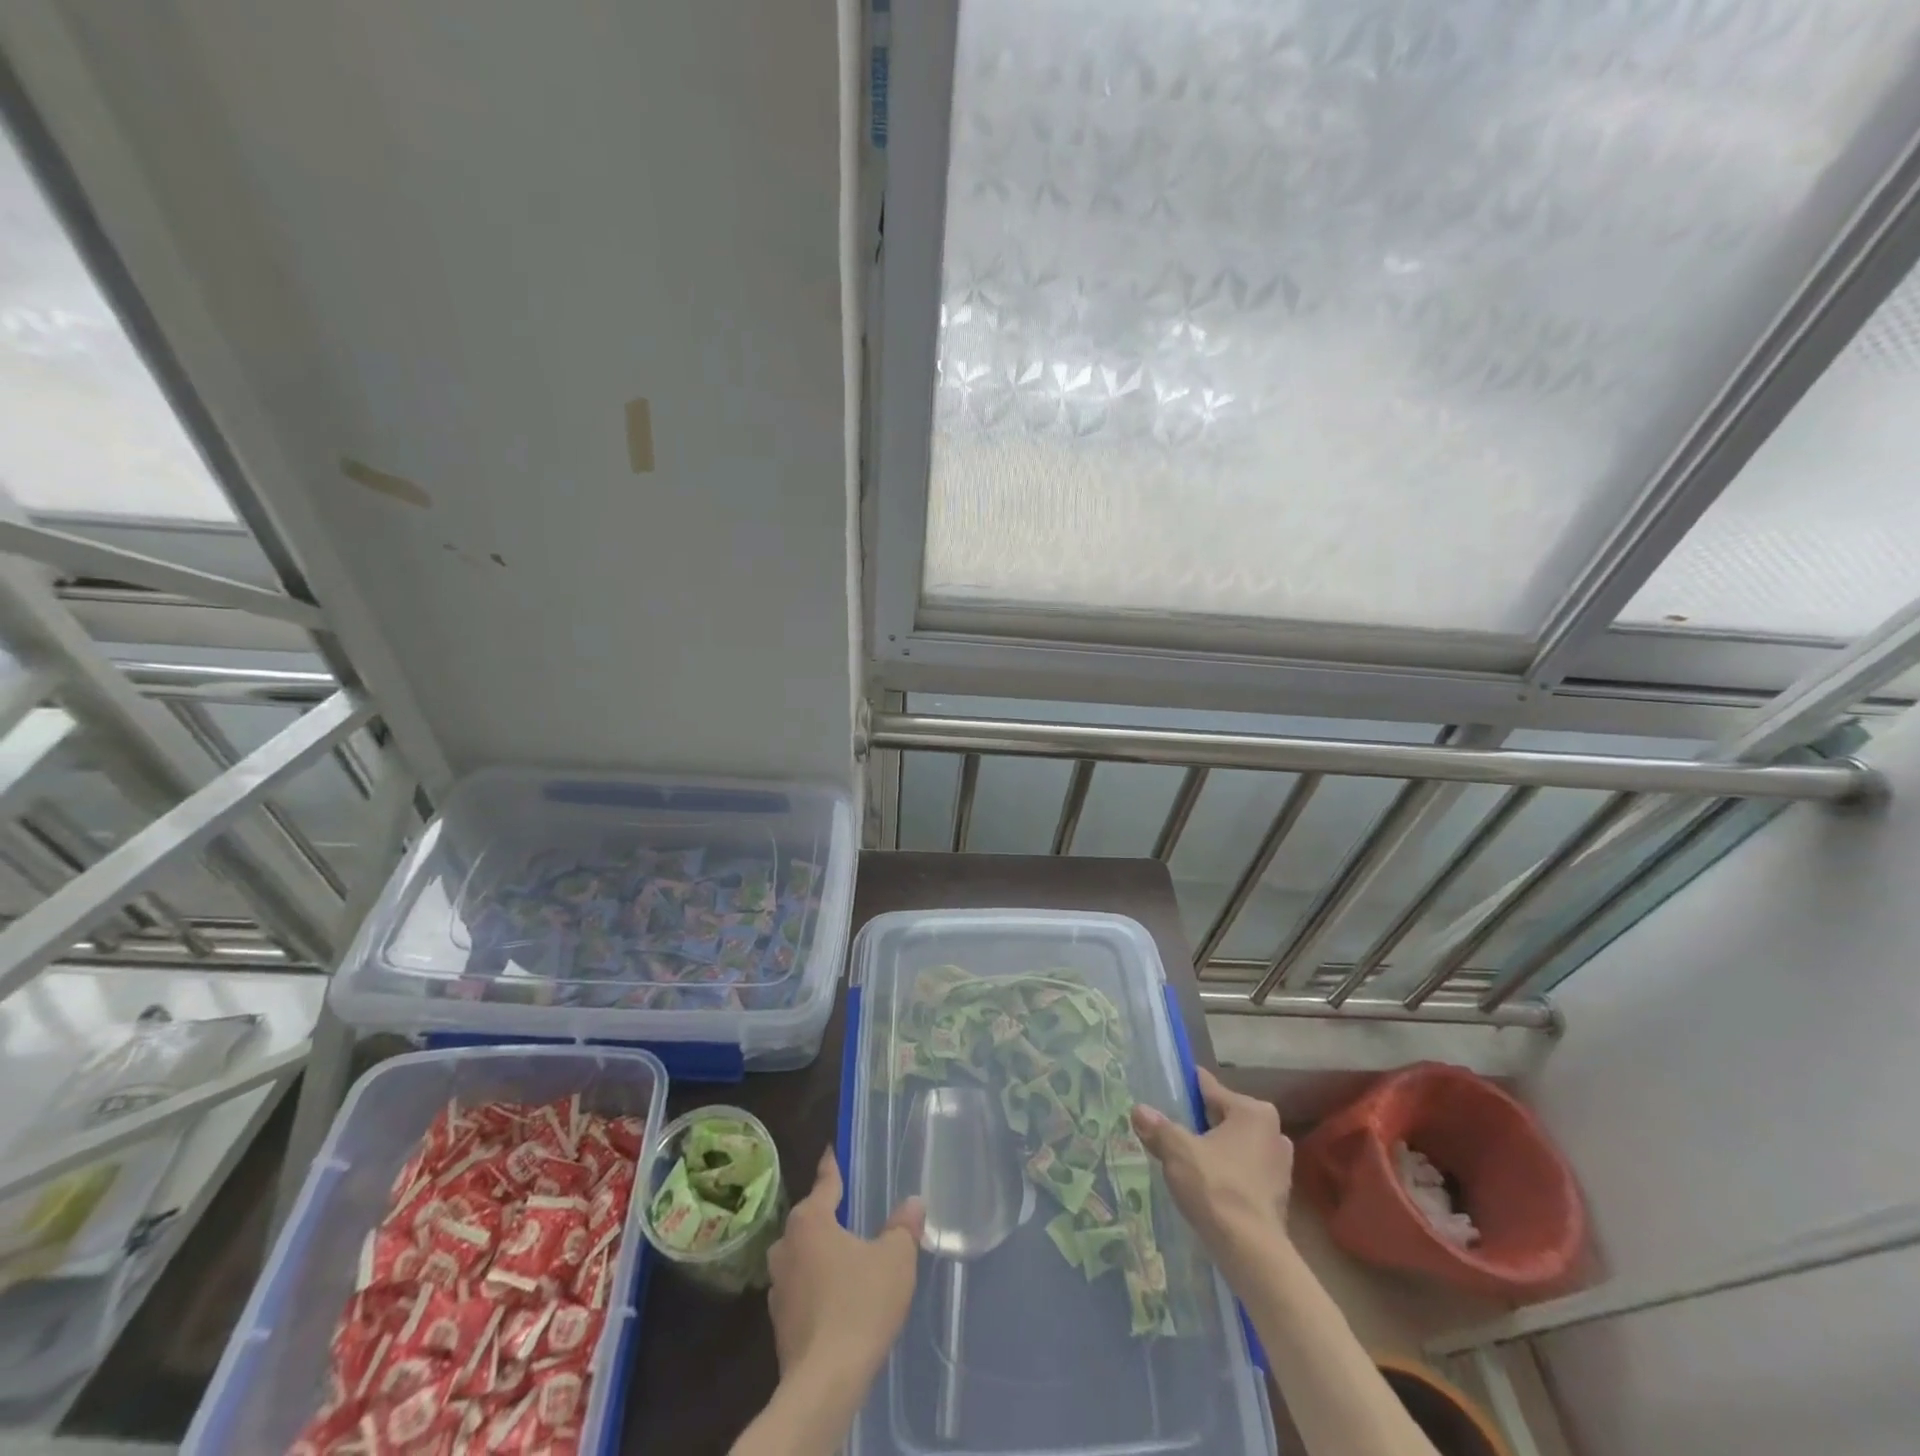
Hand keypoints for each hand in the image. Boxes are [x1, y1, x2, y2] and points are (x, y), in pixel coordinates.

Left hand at [766, 1150, 923, 1388]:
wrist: (824, 1384)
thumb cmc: (860, 1305)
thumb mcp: (895, 1259)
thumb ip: (903, 1227)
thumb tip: (912, 1203)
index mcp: (810, 1220)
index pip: (825, 1181)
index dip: (832, 1165)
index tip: (831, 1150)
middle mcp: (786, 1245)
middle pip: (809, 1218)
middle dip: (828, 1215)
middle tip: (851, 1212)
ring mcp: (777, 1286)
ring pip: (801, 1256)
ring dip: (819, 1254)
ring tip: (845, 1257)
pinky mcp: (778, 1323)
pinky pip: (799, 1289)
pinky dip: (815, 1286)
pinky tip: (835, 1299)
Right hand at [1131, 1067, 1292, 1267]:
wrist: (1252, 1253)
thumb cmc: (1217, 1187)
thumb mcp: (1178, 1151)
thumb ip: (1158, 1127)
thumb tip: (1139, 1111)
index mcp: (1253, 1112)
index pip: (1211, 1088)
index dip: (1186, 1088)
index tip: (1166, 1089)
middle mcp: (1273, 1132)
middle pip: (1225, 1117)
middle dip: (1200, 1122)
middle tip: (1171, 1129)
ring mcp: (1280, 1165)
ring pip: (1236, 1145)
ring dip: (1215, 1149)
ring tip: (1185, 1158)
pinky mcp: (1279, 1195)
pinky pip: (1245, 1170)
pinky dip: (1227, 1172)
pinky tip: (1206, 1184)